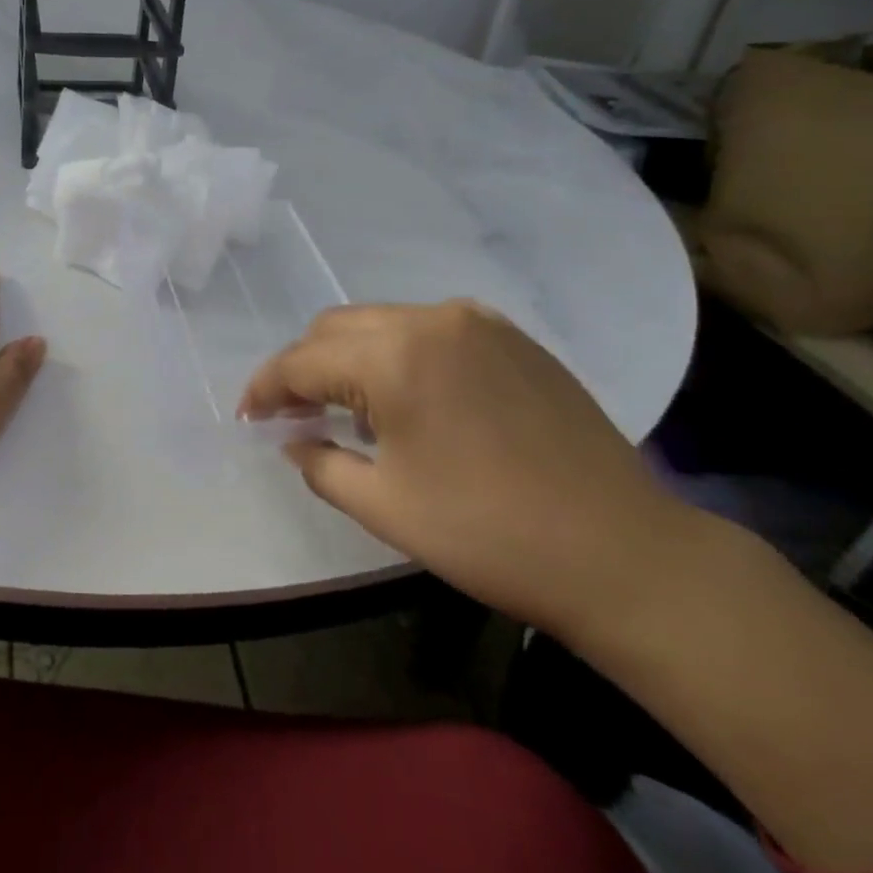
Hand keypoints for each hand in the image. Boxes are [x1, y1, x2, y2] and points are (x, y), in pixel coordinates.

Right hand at [239, 301, 695, 639]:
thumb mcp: (385, 507)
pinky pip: (430, 329)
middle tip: (292, 415)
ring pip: (383, 322)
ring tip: (347, 409)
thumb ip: (320, 464)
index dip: (266, 388)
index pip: (304, 360)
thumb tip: (292, 439)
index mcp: (395, 358)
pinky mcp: (513, 337)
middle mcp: (432, 320)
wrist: (624, 553)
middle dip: (304, 367)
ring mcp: (478, 322)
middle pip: (338, 328)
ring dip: (350, 357)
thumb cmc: (491, 536)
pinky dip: (399, 354)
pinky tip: (408, 398)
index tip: (247, 416)